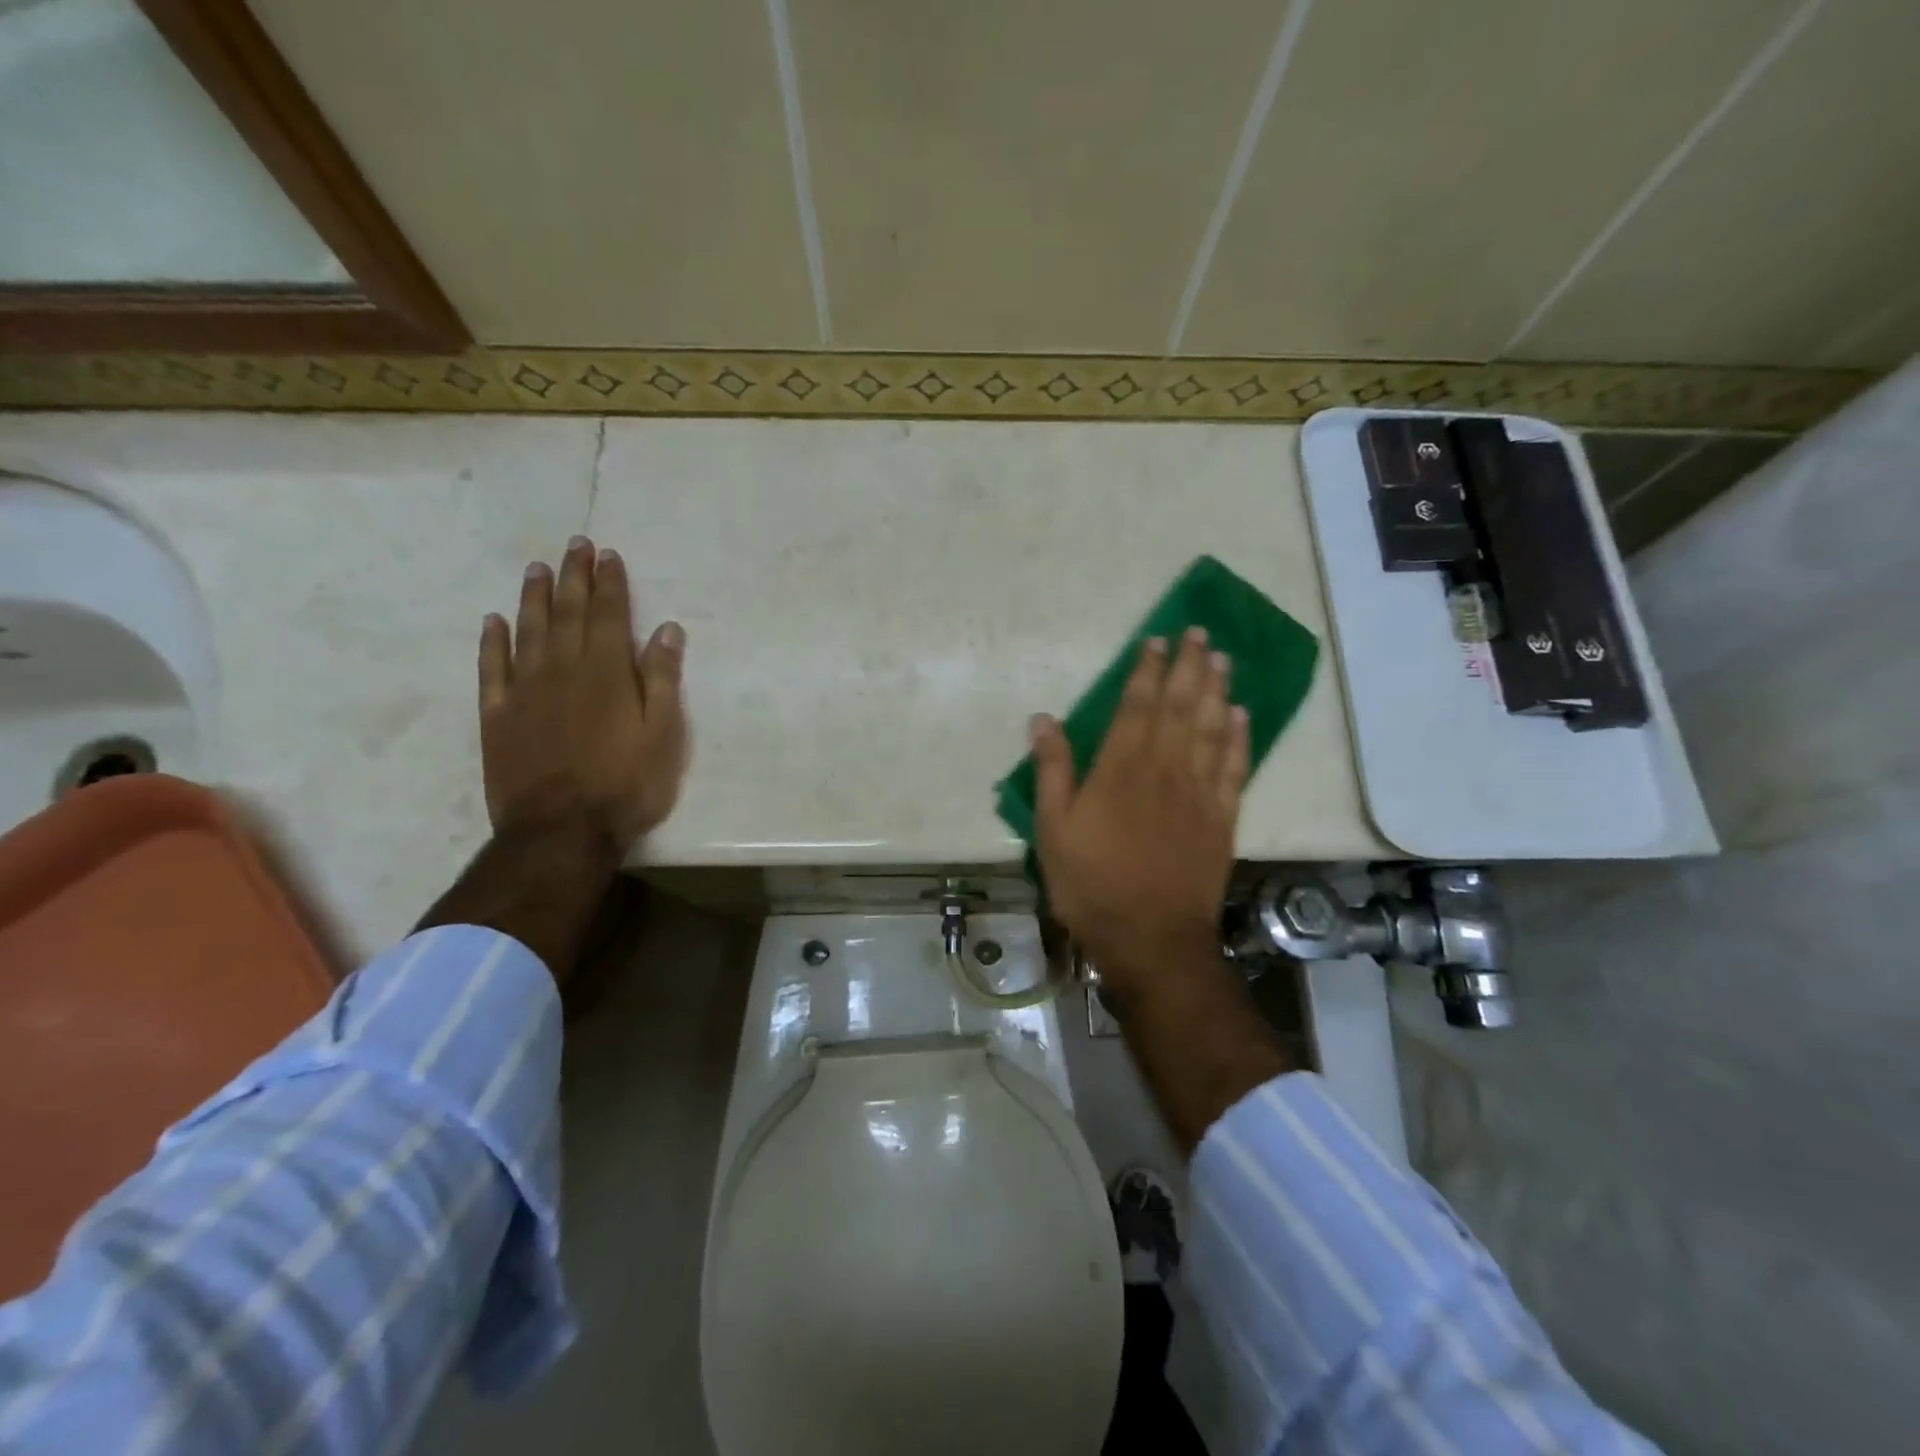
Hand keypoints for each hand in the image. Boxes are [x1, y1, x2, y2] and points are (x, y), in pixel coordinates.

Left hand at [478, 535, 687, 851]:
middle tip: (575, 545)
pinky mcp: (498, 717)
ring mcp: (525, 692)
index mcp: (606, 674)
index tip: (608, 555)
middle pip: (567, 613)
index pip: (608, 616)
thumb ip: (662, 679)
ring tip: (538, 568)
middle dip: (573, 577)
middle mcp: (563, 670)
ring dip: (534, 597)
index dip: (610, 583)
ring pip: (528, 632)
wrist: (561, 830)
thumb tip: (666, 630)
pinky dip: (493, 642)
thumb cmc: (626, 784)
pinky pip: (492, 670)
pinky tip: (494, 622)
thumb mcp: (663, 734)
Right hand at [1031, 629, 1247, 998]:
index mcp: (1121, 768)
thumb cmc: (1091, 884)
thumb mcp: (1053, 829)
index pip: (1137, 706)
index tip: (1156, 641)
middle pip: (1181, 706)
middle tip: (1199, 633)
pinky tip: (1242, 715)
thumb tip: (1043, 719)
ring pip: (1212, 728)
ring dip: (1217, 690)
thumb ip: (1052, 770)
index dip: (1146, 670)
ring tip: (1222, 659)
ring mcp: (1199, 793)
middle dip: (1189, 666)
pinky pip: (1235, 767)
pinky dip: (1240, 737)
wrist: (1151, 938)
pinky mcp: (1222, 818)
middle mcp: (1165, 769)